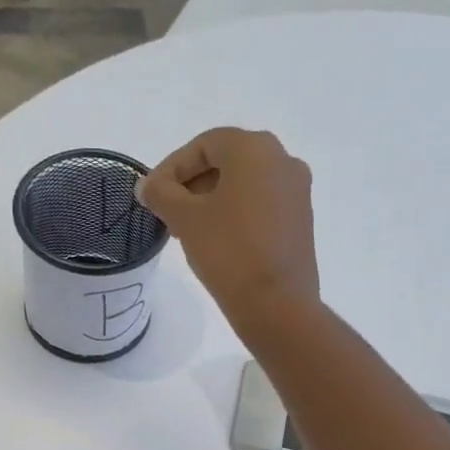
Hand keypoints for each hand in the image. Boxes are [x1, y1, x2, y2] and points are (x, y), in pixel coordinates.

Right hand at [138, 127, 319, 335]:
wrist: (276, 304)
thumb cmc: (228, 251)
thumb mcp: (185, 219)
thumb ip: (161, 194)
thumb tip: (148, 186)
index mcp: (255, 149)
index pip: (204, 145)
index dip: (172, 167)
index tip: (152, 195)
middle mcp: (283, 160)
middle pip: (227, 161)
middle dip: (192, 183)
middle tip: (167, 211)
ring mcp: (297, 191)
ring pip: (245, 184)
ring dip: (212, 199)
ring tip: (188, 228)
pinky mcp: (301, 220)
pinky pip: (261, 204)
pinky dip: (236, 213)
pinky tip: (217, 239)